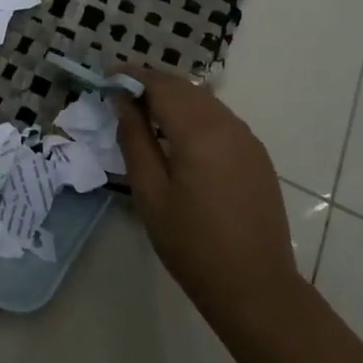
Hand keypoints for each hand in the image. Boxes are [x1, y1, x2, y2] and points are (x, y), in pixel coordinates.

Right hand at [114, 71, 301, 328]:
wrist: (255, 286)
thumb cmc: (192, 245)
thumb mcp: (151, 194)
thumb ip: (135, 140)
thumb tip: (122, 101)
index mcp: (199, 131)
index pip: (160, 85)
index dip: (131, 76)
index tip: (106, 76)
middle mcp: (227, 124)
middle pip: (184, 88)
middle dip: (151, 84)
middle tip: (119, 94)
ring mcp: (247, 138)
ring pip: (204, 101)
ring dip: (173, 98)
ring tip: (143, 113)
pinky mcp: (256, 154)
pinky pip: (220, 119)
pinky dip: (194, 115)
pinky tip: (178, 137)